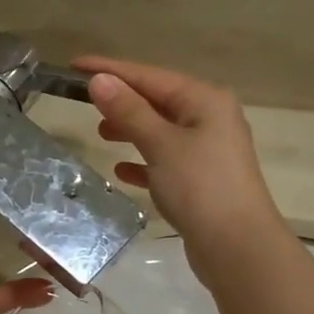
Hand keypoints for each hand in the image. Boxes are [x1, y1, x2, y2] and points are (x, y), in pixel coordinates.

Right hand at [77, 57, 288, 267]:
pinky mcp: (203, 180)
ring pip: (161, 130)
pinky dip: (144, 161)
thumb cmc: (200, 186)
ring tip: (100, 132)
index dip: (111, 70)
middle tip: (83, 101)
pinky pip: (166, 161)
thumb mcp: (161, 144)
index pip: (149, 75)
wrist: (238, 247)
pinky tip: (121, 170)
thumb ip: (129, 111)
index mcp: (205, 100)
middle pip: (157, 100)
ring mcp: (209, 150)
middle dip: (122, 99)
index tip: (75, 65)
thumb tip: (100, 80)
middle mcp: (210, 118)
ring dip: (131, 129)